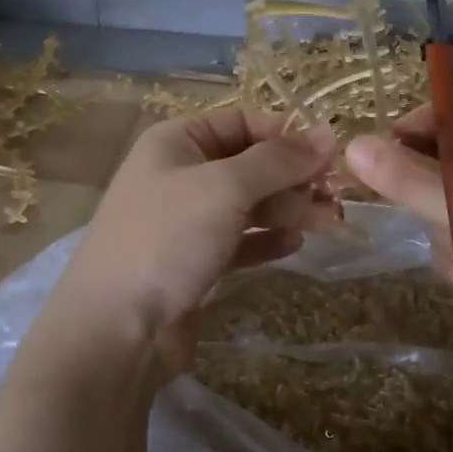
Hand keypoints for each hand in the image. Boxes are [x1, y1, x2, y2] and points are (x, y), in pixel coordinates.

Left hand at [30, 110, 337, 388]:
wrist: (115, 329)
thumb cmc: (167, 239)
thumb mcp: (225, 187)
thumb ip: (278, 160)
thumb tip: (327, 133)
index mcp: (177, 141)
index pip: (242, 122)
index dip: (287, 135)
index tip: (330, 155)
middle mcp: (180, 174)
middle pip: (250, 164)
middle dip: (294, 177)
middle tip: (337, 195)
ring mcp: (185, 221)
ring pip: (248, 204)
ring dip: (288, 209)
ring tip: (329, 221)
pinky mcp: (194, 261)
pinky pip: (239, 240)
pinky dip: (266, 240)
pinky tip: (294, 245)